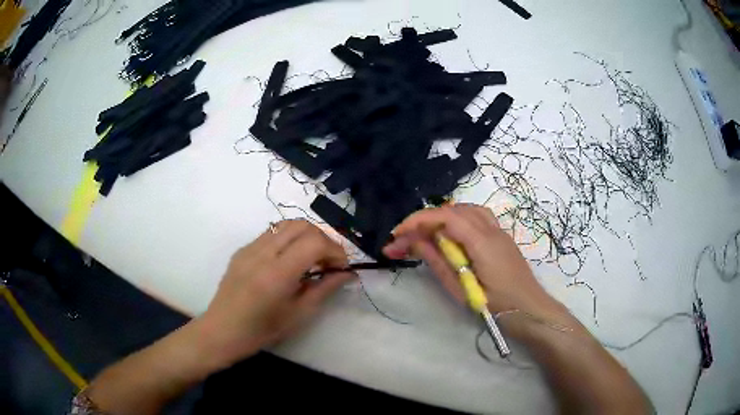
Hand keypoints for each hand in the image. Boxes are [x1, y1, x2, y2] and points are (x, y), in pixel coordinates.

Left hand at [200, 220, 353, 368]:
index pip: (314, 242)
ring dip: (305, 236)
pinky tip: (288, 261)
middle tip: (328, 262)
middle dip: (323, 239)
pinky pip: (271, 234)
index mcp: (277, 273)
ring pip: (286, 225)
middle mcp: (262, 253)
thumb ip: (325, 289)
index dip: (335, 250)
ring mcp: (249, 248)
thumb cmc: (262, 331)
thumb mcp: (299, 315)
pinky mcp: (242, 249)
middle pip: (302, 225)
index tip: (341, 267)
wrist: (222, 330)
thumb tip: (348, 274)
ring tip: (311, 258)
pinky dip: (288, 240)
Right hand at [383, 204, 567, 327]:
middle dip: (425, 221)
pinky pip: (477, 217)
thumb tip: (414, 242)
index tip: (397, 235)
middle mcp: (491, 229)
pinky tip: (450, 236)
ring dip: (441, 217)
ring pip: (466, 210)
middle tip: (404, 242)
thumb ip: (438, 261)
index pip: (445, 217)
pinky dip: (457, 220)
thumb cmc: (496, 306)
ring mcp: (499, 231)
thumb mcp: (461, 289)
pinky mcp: (501, 238)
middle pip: (453, 210)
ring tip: (424, 235)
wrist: (531, 310)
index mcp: (482, 241)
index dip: (417, 221)